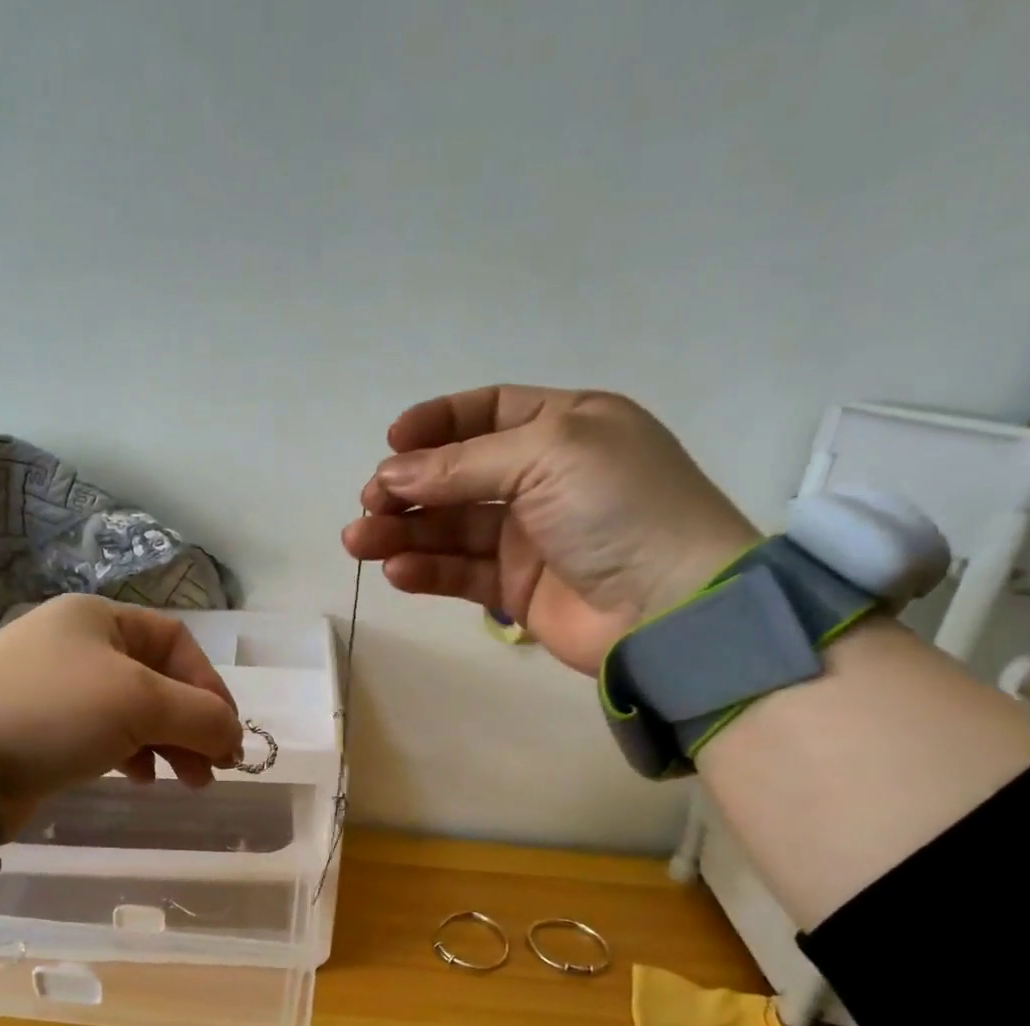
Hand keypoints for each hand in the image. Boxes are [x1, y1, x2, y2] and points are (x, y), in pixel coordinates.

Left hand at [0, 595, 243, 834]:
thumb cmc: (53, 712)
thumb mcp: (139, 703)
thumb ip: (200, 715)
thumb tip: (235, 737)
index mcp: (98, 618)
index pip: (176, 643)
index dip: (210, 685)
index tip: (229, 734)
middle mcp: (77, 644)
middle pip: (158, 679)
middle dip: (192, 724)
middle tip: (215, 768)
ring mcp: (56, 687)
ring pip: (133, 711)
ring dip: (168, 744)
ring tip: (187, 781)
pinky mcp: (41, 728)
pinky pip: (103, 734)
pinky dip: (131, 754)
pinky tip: (138, 779)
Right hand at [341, 386, 759, 675]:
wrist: (670, 607)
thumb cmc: (619, 507)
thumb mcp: (547, 455)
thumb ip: (462, 464)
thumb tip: (391, 475)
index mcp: (564, 427)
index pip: (486, 414)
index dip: (436, 424)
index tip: (391, 442)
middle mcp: (543, 478)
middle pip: (457, 475)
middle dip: (408, 487)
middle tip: (369, 504)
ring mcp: (529, 537)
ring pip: (451, 528)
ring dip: (403, 532)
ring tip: (359, 541)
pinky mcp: (516, 589)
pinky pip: (461, 573)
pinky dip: (427, 570)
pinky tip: (397, 572)